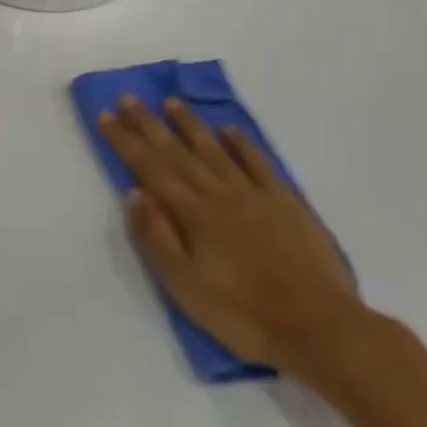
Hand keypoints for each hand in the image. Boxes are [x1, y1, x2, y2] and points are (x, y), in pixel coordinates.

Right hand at [98, 95, 363, 377]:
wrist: (321, 328)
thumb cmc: (243, 314)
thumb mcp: (185, 286)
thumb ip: (156, 237)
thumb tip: (134, 193)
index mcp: (193, 214)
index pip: (150, 169)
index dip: (125, 141)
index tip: (105, 115)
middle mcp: (220, 194)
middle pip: (177, 152)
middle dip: (149, 124)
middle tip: (127, 98)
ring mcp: (255, 195)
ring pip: (215, 150)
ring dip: (190, 125)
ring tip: (171, 102)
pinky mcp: (286, 203)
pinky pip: (259, 163)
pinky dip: (242, 144)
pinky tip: (229, 130)